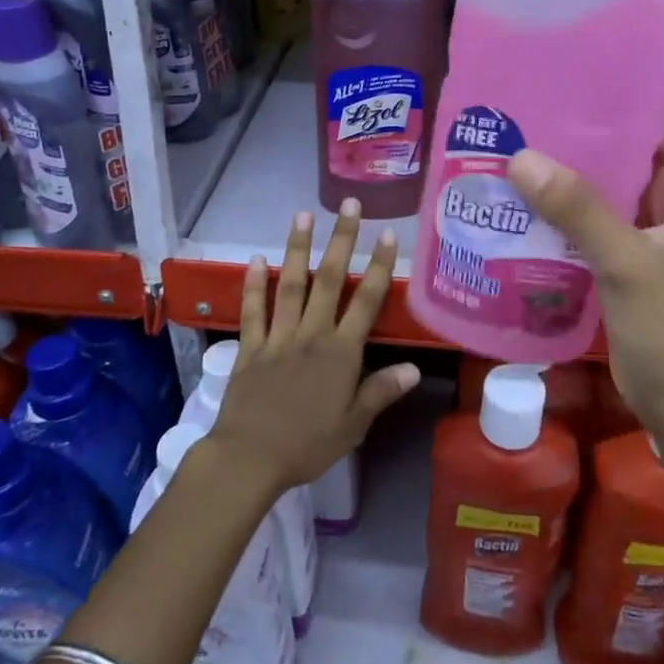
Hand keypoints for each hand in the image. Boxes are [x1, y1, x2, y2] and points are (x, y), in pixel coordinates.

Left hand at [206, 201, 421, 498]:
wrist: (250, 457)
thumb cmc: (308, 444)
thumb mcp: (353, 425)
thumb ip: (381, 391)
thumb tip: (414, 367)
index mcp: (341, 352)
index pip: (366, 301)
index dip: (380, 266)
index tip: (388, 235)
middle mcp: (311, 334)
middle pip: (330, 280)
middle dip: (342, 240)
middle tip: (349, 205)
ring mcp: (278, 337)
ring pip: (291, 285)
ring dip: (298, 249)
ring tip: (303, 215)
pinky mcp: (250, 347)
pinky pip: (253, 310)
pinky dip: (254, 284)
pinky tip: (256, 259)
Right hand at [504, 101, 663, 495]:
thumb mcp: (628, 265)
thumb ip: (580, 210)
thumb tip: (521, 157)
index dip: (631, 89)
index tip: (579, 66)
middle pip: (629, 147)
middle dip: (585, 126)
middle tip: (528, 102)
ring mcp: (644, 232)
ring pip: (604, 184)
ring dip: (568, 168)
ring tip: (515, 139)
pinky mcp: (621, 258)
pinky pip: (589, 218)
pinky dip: (561, 206)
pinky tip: (520, 196)